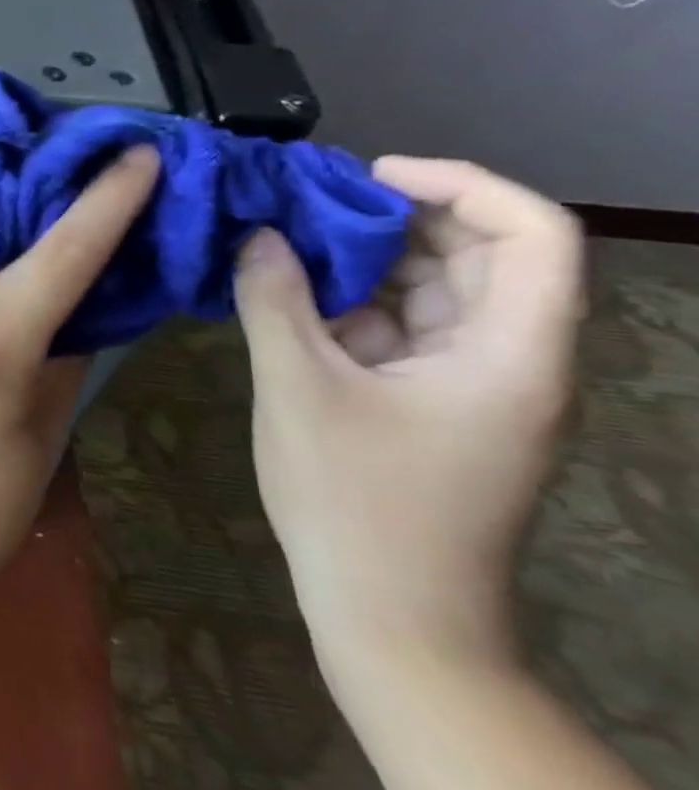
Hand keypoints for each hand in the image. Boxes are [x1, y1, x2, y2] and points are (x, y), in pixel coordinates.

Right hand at [233, 157, 583, 674]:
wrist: (391, 615)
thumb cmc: (356, 501)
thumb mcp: (299, 389)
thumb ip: (274, 301)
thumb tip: (257, 236)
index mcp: (510, 354)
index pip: (532, 234)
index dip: (459, 184)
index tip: (367, 175)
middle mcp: (510, 361)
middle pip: (478, 257)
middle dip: (394, 219)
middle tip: (303, 203)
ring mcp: (472, 386)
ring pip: (433, 293)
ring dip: (363, 262)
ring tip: (283, 242)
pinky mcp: (434, 406)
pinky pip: (402, 332)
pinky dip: (351, 305)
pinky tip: (288, 297)